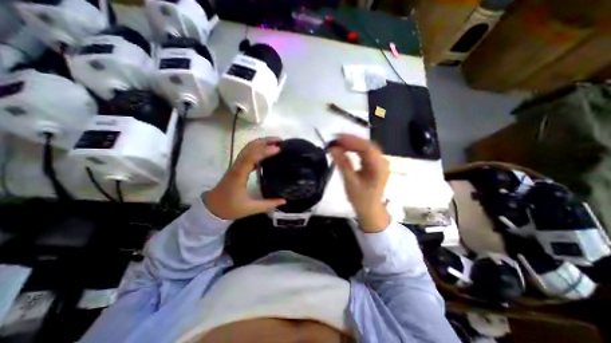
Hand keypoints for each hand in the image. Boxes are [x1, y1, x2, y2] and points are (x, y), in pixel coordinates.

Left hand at [203, 137, 284, 220]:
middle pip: (250, 147)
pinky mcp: (237, 166)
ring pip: (248, 148)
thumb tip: (284, 200)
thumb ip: (268, 204)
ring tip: (276, 143)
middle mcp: (237, 166)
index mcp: (239, 174)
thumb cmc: (229, 207)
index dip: (265, 151)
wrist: (211, 207)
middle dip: (265, 141)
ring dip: (262, 143)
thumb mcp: (250, 208)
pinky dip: (258, 149)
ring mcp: (236, 165)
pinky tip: (267, 152)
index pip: (251, 157)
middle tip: (280, 141)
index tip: (278, 149)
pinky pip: (248, 153)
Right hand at [332, 134, 388, 231]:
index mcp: (379, 167)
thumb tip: (333, 148)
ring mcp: (379, 162)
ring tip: (338, 143)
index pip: (366, 147)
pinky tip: (346, 149)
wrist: (370, 210)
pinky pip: (365, 153)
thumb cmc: (361, 199)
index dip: (352, 140)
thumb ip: (343, 164)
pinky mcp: (375, 164)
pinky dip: (354, 149)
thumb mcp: (350, 182)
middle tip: (335, 140)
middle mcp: (382, 161)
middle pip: (367, 145)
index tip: (337, 138)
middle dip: (350, 140)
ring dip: (352, 144)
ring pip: (365, 148)